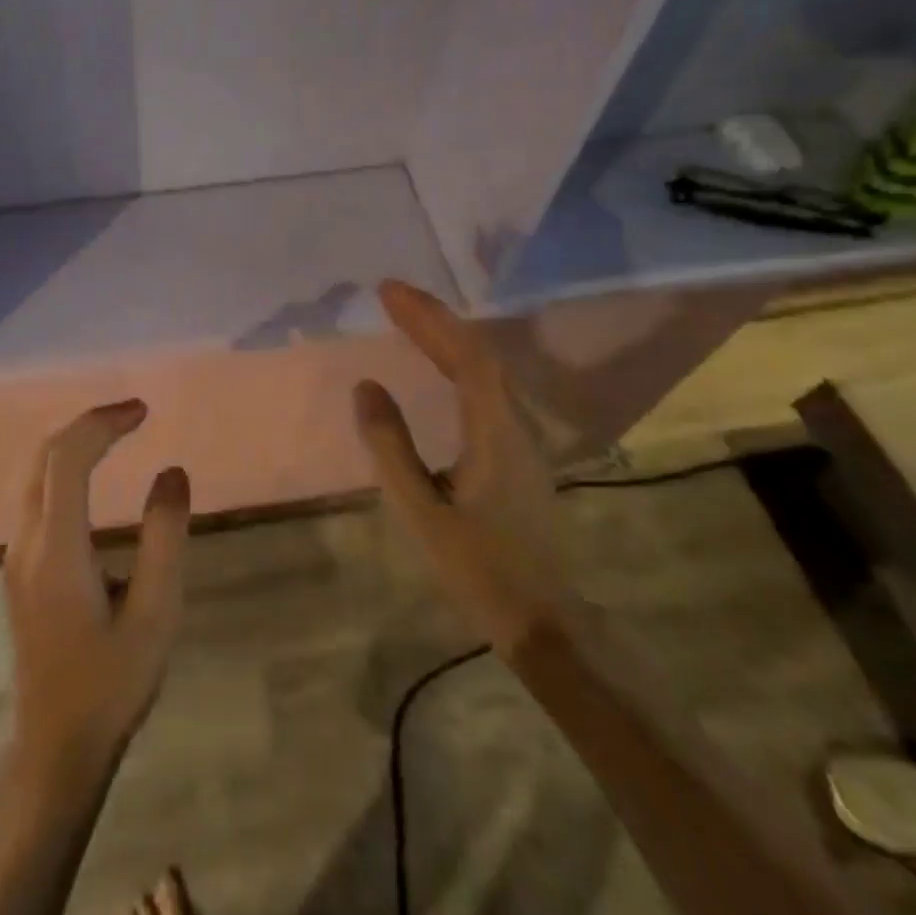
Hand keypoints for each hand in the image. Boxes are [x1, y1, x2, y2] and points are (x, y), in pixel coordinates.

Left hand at [4, 399, 190, 771]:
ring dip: (75, 443)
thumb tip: (172, 472)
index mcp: (57, 549)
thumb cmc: (111, 683)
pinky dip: (66, 467)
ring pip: (36, 474)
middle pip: (45, 456)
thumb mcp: (155, 613)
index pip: (68, 459)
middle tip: (134, 414)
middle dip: (88, 424)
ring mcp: (17, 556)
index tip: (143, 411)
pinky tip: (93, 476)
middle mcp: (27, 542)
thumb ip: (164, 537)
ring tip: (119, 434)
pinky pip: (38, 495)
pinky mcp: (20, 569)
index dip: (103, 423)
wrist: (56, 748)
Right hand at [354, 280, 579, 656]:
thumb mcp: (422, 512)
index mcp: (496, 431)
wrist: (548, 623)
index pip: (464, 354)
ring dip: (447, 336)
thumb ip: (391, 447)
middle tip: (391, 295)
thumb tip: (367, 386)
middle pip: (478, 353)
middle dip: (434, 318)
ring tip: (409, 319)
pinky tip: (440, 367)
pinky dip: (458, 361)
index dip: (427, 317)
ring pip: (487, 368)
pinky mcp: (520, 453)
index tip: (388, 291)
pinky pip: (488, 387)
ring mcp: (524, 438)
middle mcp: (516, 423)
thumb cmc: (482, 570)